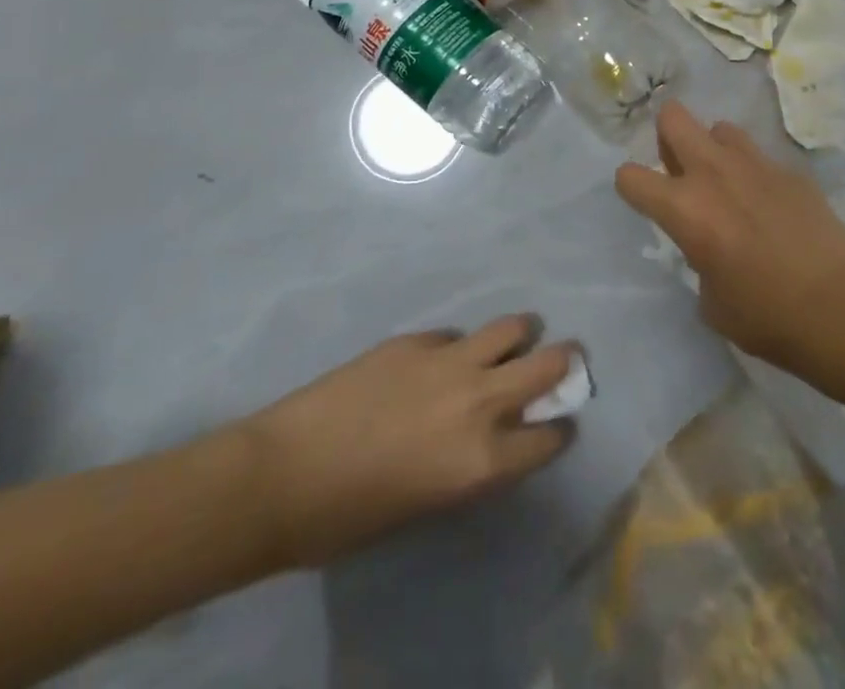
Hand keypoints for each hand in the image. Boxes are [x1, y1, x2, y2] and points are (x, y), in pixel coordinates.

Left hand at [234, 316, 575, 568]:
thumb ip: (471, 465)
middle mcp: (480, 402)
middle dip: (563, 362)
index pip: (550, 436)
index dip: (557, 430)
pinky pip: (454, 335)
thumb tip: (494, 436)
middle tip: (561, 362)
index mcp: (483, 459)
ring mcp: (450, 361)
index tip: (557, 424)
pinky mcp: (417, 339)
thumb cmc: (348, 517)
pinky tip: (437, 361)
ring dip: (519, 336)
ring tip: (513, 341)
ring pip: (512, 328)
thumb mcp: (427, 505)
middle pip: (549, 363)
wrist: (281, 475)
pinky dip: (457, 347)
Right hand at [614, 101, 844, 366]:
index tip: (643, 200)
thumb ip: (699, 259)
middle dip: (667, 136)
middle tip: (679, 169)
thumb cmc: (767, 317)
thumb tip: (710, 247)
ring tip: (727, 185)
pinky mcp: (791, 170)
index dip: (631, 186)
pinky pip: (760, 157)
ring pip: (720, 128)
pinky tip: (770, 207)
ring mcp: (757, 164)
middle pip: (674, 117)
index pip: (631, 176)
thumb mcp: (712, 300)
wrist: (842, 308)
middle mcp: (714, 173)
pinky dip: (754, 173)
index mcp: (685, 208)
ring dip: (714, 149)